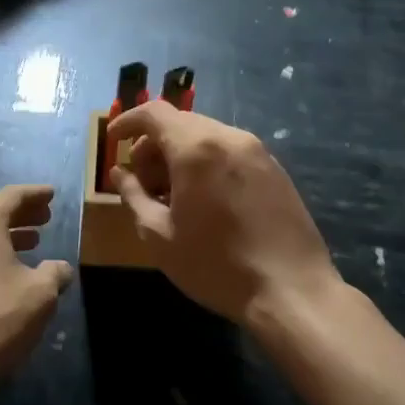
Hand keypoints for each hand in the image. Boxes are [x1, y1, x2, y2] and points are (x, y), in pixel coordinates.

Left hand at [0, 184, 73, 390]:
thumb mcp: (41, 293)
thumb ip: (54, 272)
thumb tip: (60, 268)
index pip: (12, 196)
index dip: (35, 194)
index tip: (51, 193)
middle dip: (20, 214)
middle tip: (45, 217)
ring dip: (4, 235)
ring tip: (31, 242)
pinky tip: (4, 270)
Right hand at [108, 106, 338, 327]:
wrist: (291, 291)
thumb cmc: (215, 265)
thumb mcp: (159, 235)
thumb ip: (133, 196)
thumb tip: (120, 173)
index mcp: (196, 148)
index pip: (154, 112)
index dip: (128, 121)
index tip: (113, 141)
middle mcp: (229, 137)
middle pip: (181, 123)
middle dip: (153, 145)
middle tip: (142, 181)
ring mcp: (257, 151)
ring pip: (207, 136)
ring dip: (180, 154)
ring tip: (172, 195)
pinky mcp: (275, 169)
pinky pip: (230, 152)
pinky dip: (207, 162)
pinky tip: (204, 200)